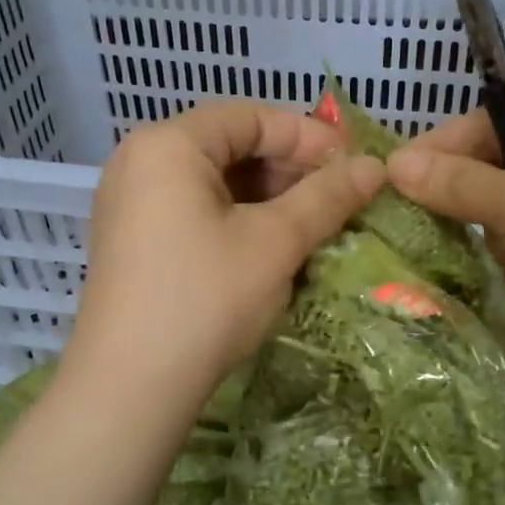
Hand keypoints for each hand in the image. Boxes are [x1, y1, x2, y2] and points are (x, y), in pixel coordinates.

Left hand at [64, 102, 384, 406]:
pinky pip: (193, 213)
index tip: (353, 165)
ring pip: (213, 184)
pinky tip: (270, 251)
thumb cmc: (205, 299)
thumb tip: (375, 167)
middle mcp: (140, 163)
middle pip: (229, 147)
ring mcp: (129, 205)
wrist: (131, 387)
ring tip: (312, 228)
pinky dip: (237, 222)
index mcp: (168, 145)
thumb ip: (327, 197)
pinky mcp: (132, 243)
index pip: (250, 117)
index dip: (309, 136)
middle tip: (337, 200)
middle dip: (288, 170)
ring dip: (267, 200)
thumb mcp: (275, 243)